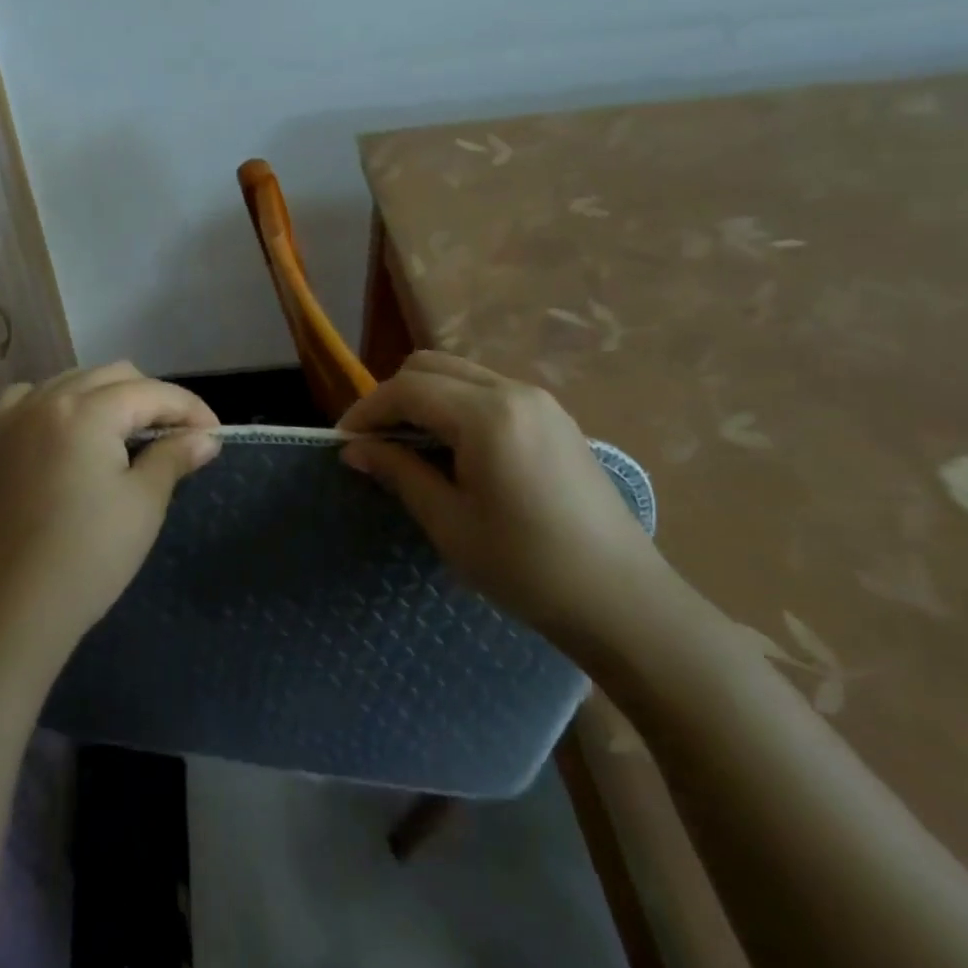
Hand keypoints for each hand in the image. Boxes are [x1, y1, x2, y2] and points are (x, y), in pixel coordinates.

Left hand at [0, 362, 219, 664]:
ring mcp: (13, 415)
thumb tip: (205, 437)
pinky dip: (58, 402)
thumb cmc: (89, 556)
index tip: (213, 433)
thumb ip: (175, 456)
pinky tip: (69, 428)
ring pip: (74, 380)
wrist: (13, 609)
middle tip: (176, 435)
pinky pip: (30, 396)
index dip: (190, 408)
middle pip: (113, 376)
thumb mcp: (144, 503)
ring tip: (129, 432)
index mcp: (86, 411)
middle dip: (152, 398)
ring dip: (108, 396)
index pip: (151, 392)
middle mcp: (46, 398)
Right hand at [339, 351, 663, 640]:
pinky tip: (454, 449)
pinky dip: (456, 405)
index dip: (367, 410)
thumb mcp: (449, 523)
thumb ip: (399, 472)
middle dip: (393, 396)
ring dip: (425, 398)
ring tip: (409, 445)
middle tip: (375, 442)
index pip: (407, 389)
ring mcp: (540, 401)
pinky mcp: (555, 418)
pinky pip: (488, 391)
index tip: (344, 441)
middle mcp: (514, 391)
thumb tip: (354, 449)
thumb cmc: (527, 567)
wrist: (623, 601)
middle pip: (431, 366)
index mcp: (487, 415)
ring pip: (460, 374)